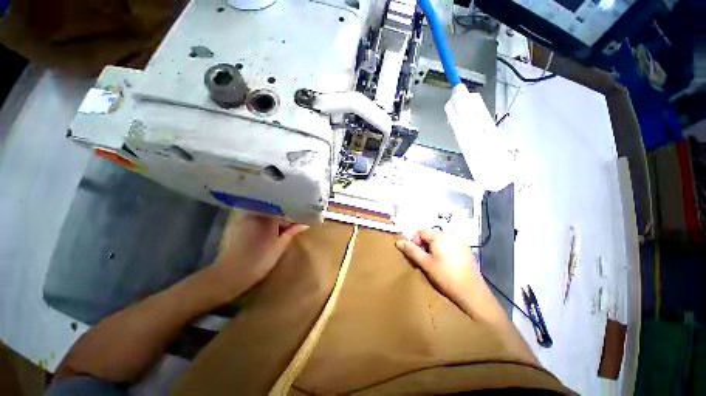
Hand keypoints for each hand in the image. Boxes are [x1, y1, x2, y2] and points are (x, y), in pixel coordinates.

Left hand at [212, 212, 308, 297]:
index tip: (299, 224)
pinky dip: (265, 225)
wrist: (230, 275)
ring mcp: (245, 219)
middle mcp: (255, 214)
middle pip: (274, 211)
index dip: (292, 217)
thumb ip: (291, 233)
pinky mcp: (239, 226)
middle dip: (284, 219)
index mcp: (266, 218)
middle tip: (292, 227)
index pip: (284, 211)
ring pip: (265, 216)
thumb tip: (304, 224)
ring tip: (282, 231)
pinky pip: (257, 220)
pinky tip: (269, 234)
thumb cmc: (259, 261)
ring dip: (274, 222)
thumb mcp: (279, 247)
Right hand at [396, 229, 480, 303]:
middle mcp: (451, 235)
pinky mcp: (466, 250)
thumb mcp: (425, 263)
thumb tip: (398, 242)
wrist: (472, 293)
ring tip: (434, 264)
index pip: (420, 231)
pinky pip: (449, 245)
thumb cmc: (445, 276)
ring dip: (433, 249)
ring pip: (439, 241)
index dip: (414, 242)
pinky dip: (443, 251)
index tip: (415, 255)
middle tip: (423, 261)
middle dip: (423, 246)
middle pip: (430, 235)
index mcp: (440, 236)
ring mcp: (460, 242)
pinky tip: (445, 265)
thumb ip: (411, 251)